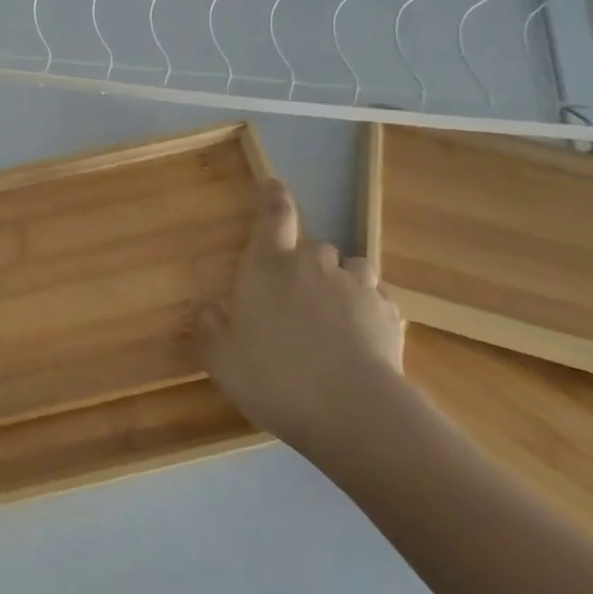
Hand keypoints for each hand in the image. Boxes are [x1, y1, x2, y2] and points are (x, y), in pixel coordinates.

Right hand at [193, 179, 413, 475]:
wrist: (352, 410)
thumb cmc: (274, 377)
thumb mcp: (222, 360)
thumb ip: (209, 329)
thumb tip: (202, 307)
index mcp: (269, 267)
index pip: (273, 217)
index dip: (273, 198)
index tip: (274, 183)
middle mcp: (314, 265)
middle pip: (311, 246)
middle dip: (303, 261)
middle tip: (293, 294)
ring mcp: (357, 287)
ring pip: (350, 267)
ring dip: (340, 280)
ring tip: (333, 310)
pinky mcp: (390, 314)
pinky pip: (377, 299)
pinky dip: (367, 310)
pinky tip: (361, 336)